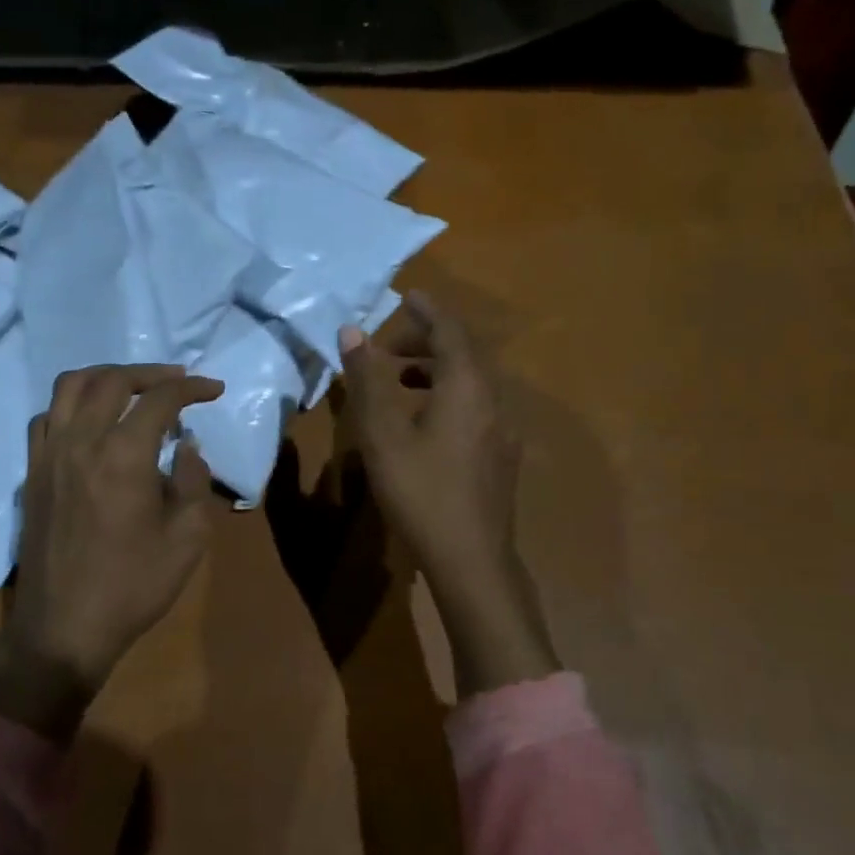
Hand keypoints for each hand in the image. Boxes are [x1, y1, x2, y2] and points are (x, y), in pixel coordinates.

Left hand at [0, 363, 223, 741]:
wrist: (63, 628)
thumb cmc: (133, 585)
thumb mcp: (187, 537)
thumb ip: (193, 480)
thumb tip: (186, 446)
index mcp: (122, 455)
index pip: (159, 400)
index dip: (191, 388)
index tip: (214, 389)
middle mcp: (80, 442)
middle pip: (110, 380)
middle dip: (150, 373)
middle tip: (177, 382)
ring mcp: (48, 455)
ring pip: (69, 388)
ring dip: (105, 378)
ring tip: (131, 390)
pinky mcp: (32, 474)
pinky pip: (47, 418)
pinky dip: (73, 405)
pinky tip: (92, 423)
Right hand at [338, 294, 556, 695]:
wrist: (471, 559)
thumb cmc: (421, 490)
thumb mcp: (383, 433)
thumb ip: (367, 379)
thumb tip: (352, 331)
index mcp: (467, 386)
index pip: (450, 331)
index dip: (426, 311)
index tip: (406, 296)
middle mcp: (493, 400)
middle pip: (463, 354)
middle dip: (426, 342)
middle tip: (387, 348)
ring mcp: (502, 430)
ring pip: (470, 383)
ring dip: (435, 371)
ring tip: (399, 380)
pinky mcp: (500, 456)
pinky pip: (474, 407)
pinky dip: (447, 397)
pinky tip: (424, 423)